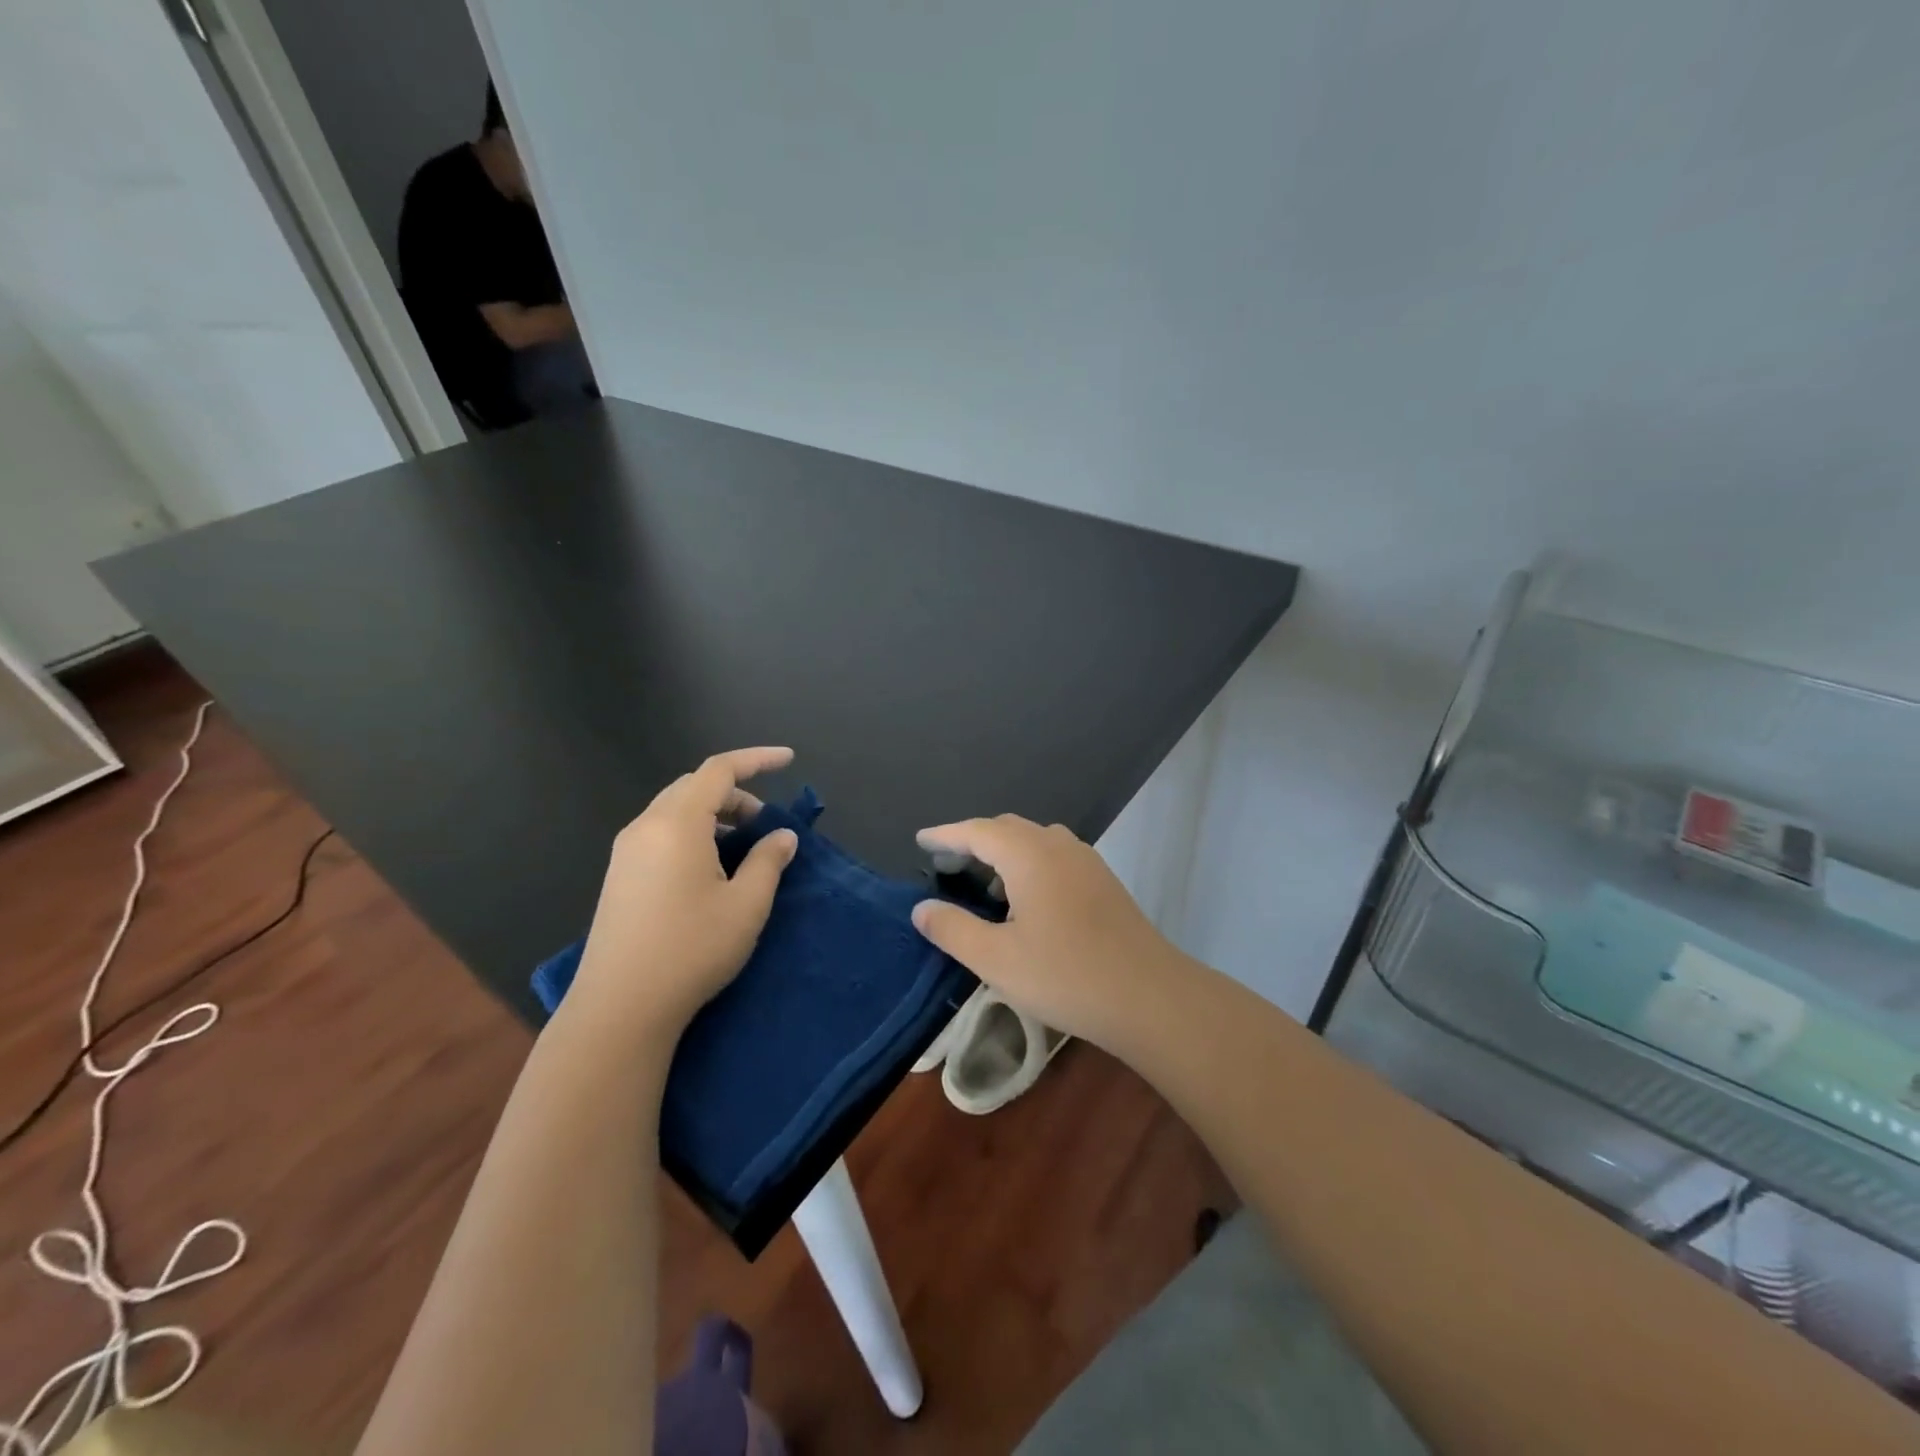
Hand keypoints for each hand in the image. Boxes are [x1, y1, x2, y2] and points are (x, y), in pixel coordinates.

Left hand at [569, 748, 798, 1042]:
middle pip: (694, 786)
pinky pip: (661, 832)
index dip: (757, 759)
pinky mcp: (619, 875)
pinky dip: (692, 832)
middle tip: (765, 822)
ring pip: (675, 809)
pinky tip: (709, 868)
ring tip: (741, 846)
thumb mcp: (746, 905)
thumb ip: (768, 861)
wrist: (620, 1007)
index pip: (719, 770)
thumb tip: (782, 836)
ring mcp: (627, 851)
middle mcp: (646, 827)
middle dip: (735, 792)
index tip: (789, 760)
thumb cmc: (691, 949)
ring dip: (713, 814)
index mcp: (678, 823)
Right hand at [911, 815, 1193, 1053]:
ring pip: (1034, 841)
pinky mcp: (1103, 881)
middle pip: (1006, 829)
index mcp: (1028, 855)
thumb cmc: (1065, 975)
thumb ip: (953, 929)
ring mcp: (1086, 861)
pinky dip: (1029, 864)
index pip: (977, 831)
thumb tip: (921, 908)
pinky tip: (1025, 901)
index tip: (920, 840)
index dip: (946, 835)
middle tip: (946, 864)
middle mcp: (1058, 846)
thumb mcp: (996, 959)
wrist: (1149, 996)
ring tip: (983, 883)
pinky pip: (1055, 856)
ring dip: (1004, 852)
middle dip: (973, 840)